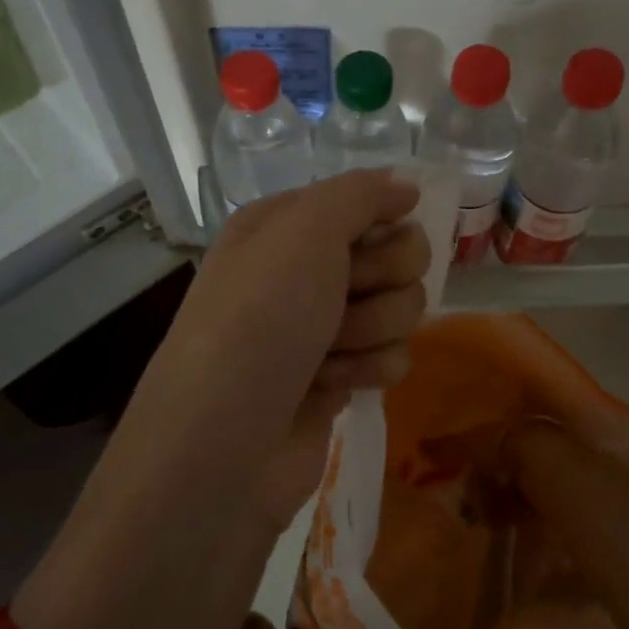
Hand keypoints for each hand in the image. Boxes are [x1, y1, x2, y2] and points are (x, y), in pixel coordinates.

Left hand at [117, 170, 430, 527]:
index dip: (381, 222)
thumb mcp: (302, 232)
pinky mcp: (341, 377)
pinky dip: (369, 370)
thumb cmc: (258, 319)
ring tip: (328, 352)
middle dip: (381, 279)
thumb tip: (405, 186)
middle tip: (343, 299)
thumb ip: (360, 194)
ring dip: (373, 329)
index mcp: (287, 225)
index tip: (372, 242)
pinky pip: (394, 356)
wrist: (223, 442)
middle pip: (398, 254)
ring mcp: (325, 326)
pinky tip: (332, 386)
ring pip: (402, 307)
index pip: (368, 202)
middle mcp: (306, 270)